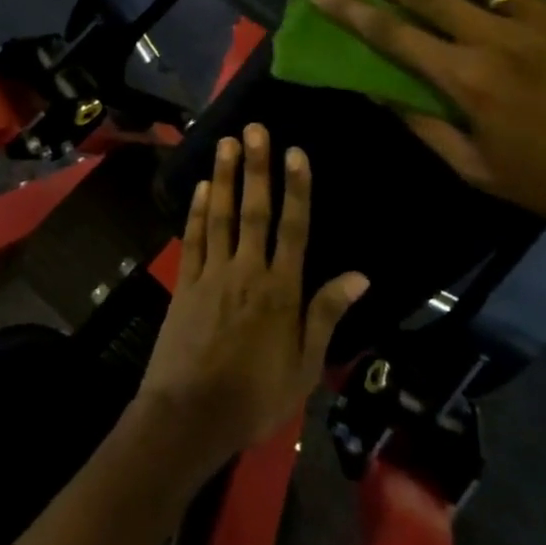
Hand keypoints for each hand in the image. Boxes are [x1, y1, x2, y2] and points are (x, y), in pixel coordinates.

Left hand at [135, 125, 367, 473]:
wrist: (191, 415)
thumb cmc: (255, 396)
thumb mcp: (305, 365)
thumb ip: (326, 315)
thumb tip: (360, 275)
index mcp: (281, 292)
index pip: (293, 229)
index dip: (296, 189)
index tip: (296, 153)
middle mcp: (247, 272)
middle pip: (254, 212)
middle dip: (257, 168)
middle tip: (255, 129)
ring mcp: (212, 275)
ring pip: (221, 216)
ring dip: (225, 178)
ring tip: (226, 142)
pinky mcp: (185, 283)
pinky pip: (194, 239)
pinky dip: (198, 211)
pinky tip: (202, 187)